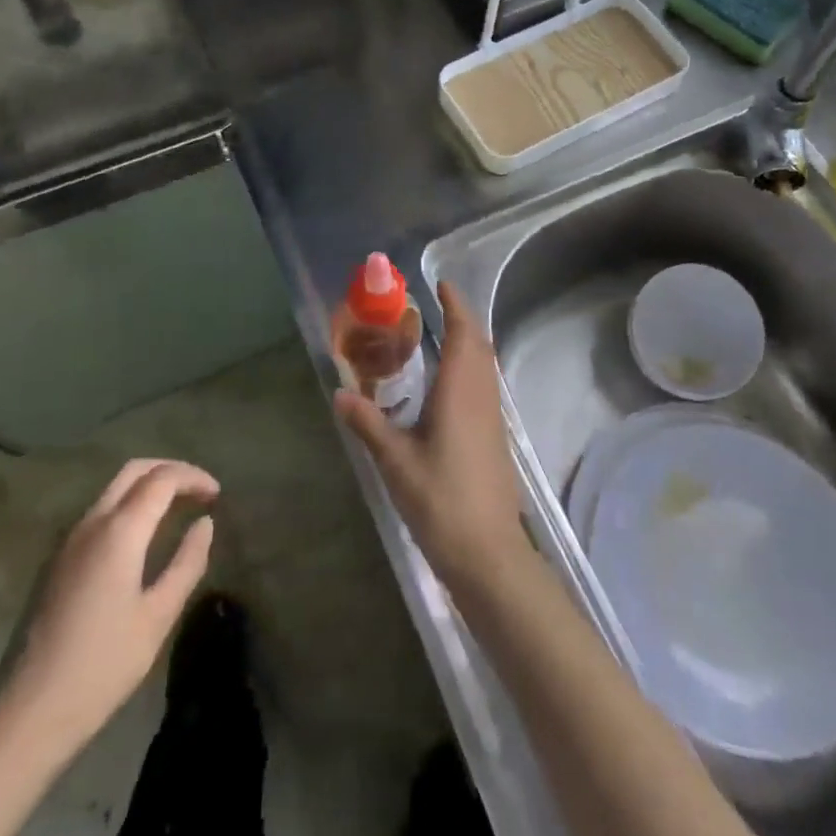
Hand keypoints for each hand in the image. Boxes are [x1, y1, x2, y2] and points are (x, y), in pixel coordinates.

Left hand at [0, 459, 217, 750]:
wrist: (25, 716)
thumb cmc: (101, 667)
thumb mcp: (158, 617)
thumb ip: (187, 563)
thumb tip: (205, 523)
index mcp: (119, 531)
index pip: (162, 479)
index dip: (194, 477)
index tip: (217, 494)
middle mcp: (91, 523)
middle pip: (134, 471)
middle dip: (170, 471)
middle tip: (198, 491)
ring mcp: (67, 541)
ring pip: (113, 489)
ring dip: (147, 486)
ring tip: (177, 509)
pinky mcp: (55, 561)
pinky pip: (98, 512)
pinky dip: (128, 506)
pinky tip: (142, 536)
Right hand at [334, 281, 526, 592]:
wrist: (488, 551)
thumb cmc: (440, 499)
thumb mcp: (395, 461)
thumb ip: (368, 424)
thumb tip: (340, 393)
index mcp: (460, 390)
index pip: (463, 333)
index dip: (456, 305)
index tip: (442, 285)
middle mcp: (481, 394)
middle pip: (479, 343)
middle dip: (462, 319)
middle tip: (436, 306)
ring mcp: (493, 416)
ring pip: (485, 364)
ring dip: (469, 342)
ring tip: (440, 336)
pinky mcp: (495, 436)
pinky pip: (485, 384)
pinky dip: (471, 366)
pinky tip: (448, 384)